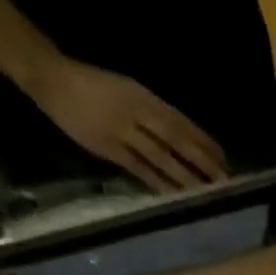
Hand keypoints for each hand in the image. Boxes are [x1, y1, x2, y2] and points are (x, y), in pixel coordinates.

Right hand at [25, 57, 226, 191]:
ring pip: (162, 158)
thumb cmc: (93, 85)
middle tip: (225, 181)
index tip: (224, 158)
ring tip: (206, 193)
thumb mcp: (126, 89)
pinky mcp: (109, 149)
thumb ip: (152, 112)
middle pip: (177, 141)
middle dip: (202, 162)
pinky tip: (176, 196)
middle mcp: (137, 112)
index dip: (203, 141)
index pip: (181, 122)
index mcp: (143, 95)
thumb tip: (181, 138)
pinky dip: (159, 184)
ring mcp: (123, 131)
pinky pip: (140, 170)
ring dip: (186, 177)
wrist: (51, 78)